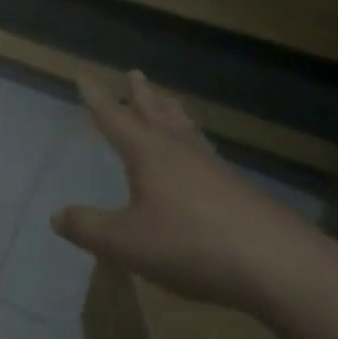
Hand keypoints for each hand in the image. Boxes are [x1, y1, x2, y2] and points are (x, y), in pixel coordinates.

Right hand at [52, 69, 323, 310]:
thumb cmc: (192, 245)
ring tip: (166, 100)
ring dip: (170, 110)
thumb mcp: (127, 242)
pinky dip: (194, 139)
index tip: (83, 74)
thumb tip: (57, 216)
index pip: (113, 116)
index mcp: (146, 152)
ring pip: (184, 127)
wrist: (280, 265)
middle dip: (139, 94)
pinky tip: (201, 155)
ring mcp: (212, 166)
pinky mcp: (238, 188)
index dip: (96, 96)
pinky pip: (205, 150)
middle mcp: (177, 149)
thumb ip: (89, 228)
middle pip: (155, 112)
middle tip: (134, 73)